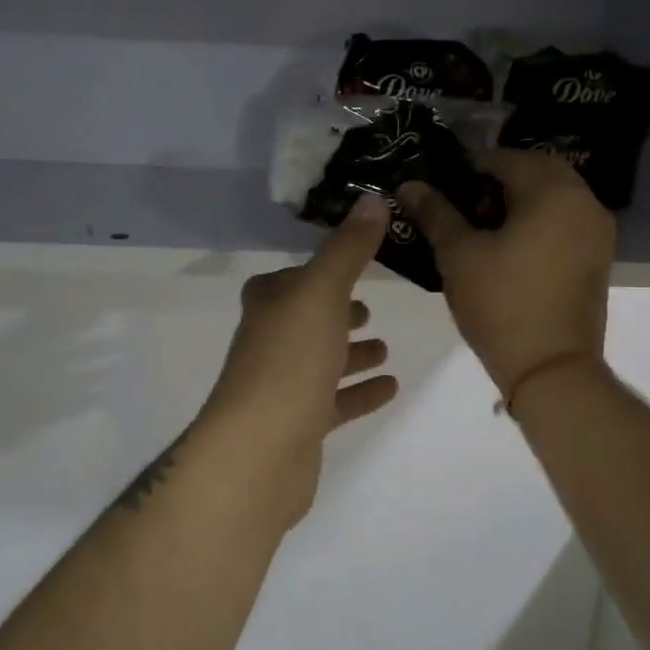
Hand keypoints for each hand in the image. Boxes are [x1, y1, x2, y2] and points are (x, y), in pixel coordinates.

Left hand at [197, 194, 399, 526]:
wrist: (259, 451)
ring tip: (384, 346)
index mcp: (270, 304)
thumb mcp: (322, 292)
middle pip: (307, 319)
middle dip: (336, 312)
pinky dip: (359, 391)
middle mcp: (270, 341)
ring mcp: (282, 386)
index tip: (357, 264)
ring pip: (320, 360)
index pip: (293, 277)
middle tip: (370, 309)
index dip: (322, 270)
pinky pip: (334, 400)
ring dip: (349, 352)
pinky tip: (390, 386)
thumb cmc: (290, 360)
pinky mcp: (298, 425)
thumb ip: (348, 248)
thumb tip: (372, 197)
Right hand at [397, 150, 613, 396]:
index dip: (470, 167)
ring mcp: (597, 231)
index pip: (506, 158)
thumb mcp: (459, 255)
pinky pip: (566, 219)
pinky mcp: (598, 257)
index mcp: (552, 192)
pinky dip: (540, 219)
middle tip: (463, 203)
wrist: (551, 368)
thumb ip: (435, 213)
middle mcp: (584, 201)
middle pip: (537, 170)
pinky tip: (511, 246)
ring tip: (483, 225)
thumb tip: (409, 184)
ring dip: (521, 198)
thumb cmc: (501, 305)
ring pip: (555, 195)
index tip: (443, 188)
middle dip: (499, 179)